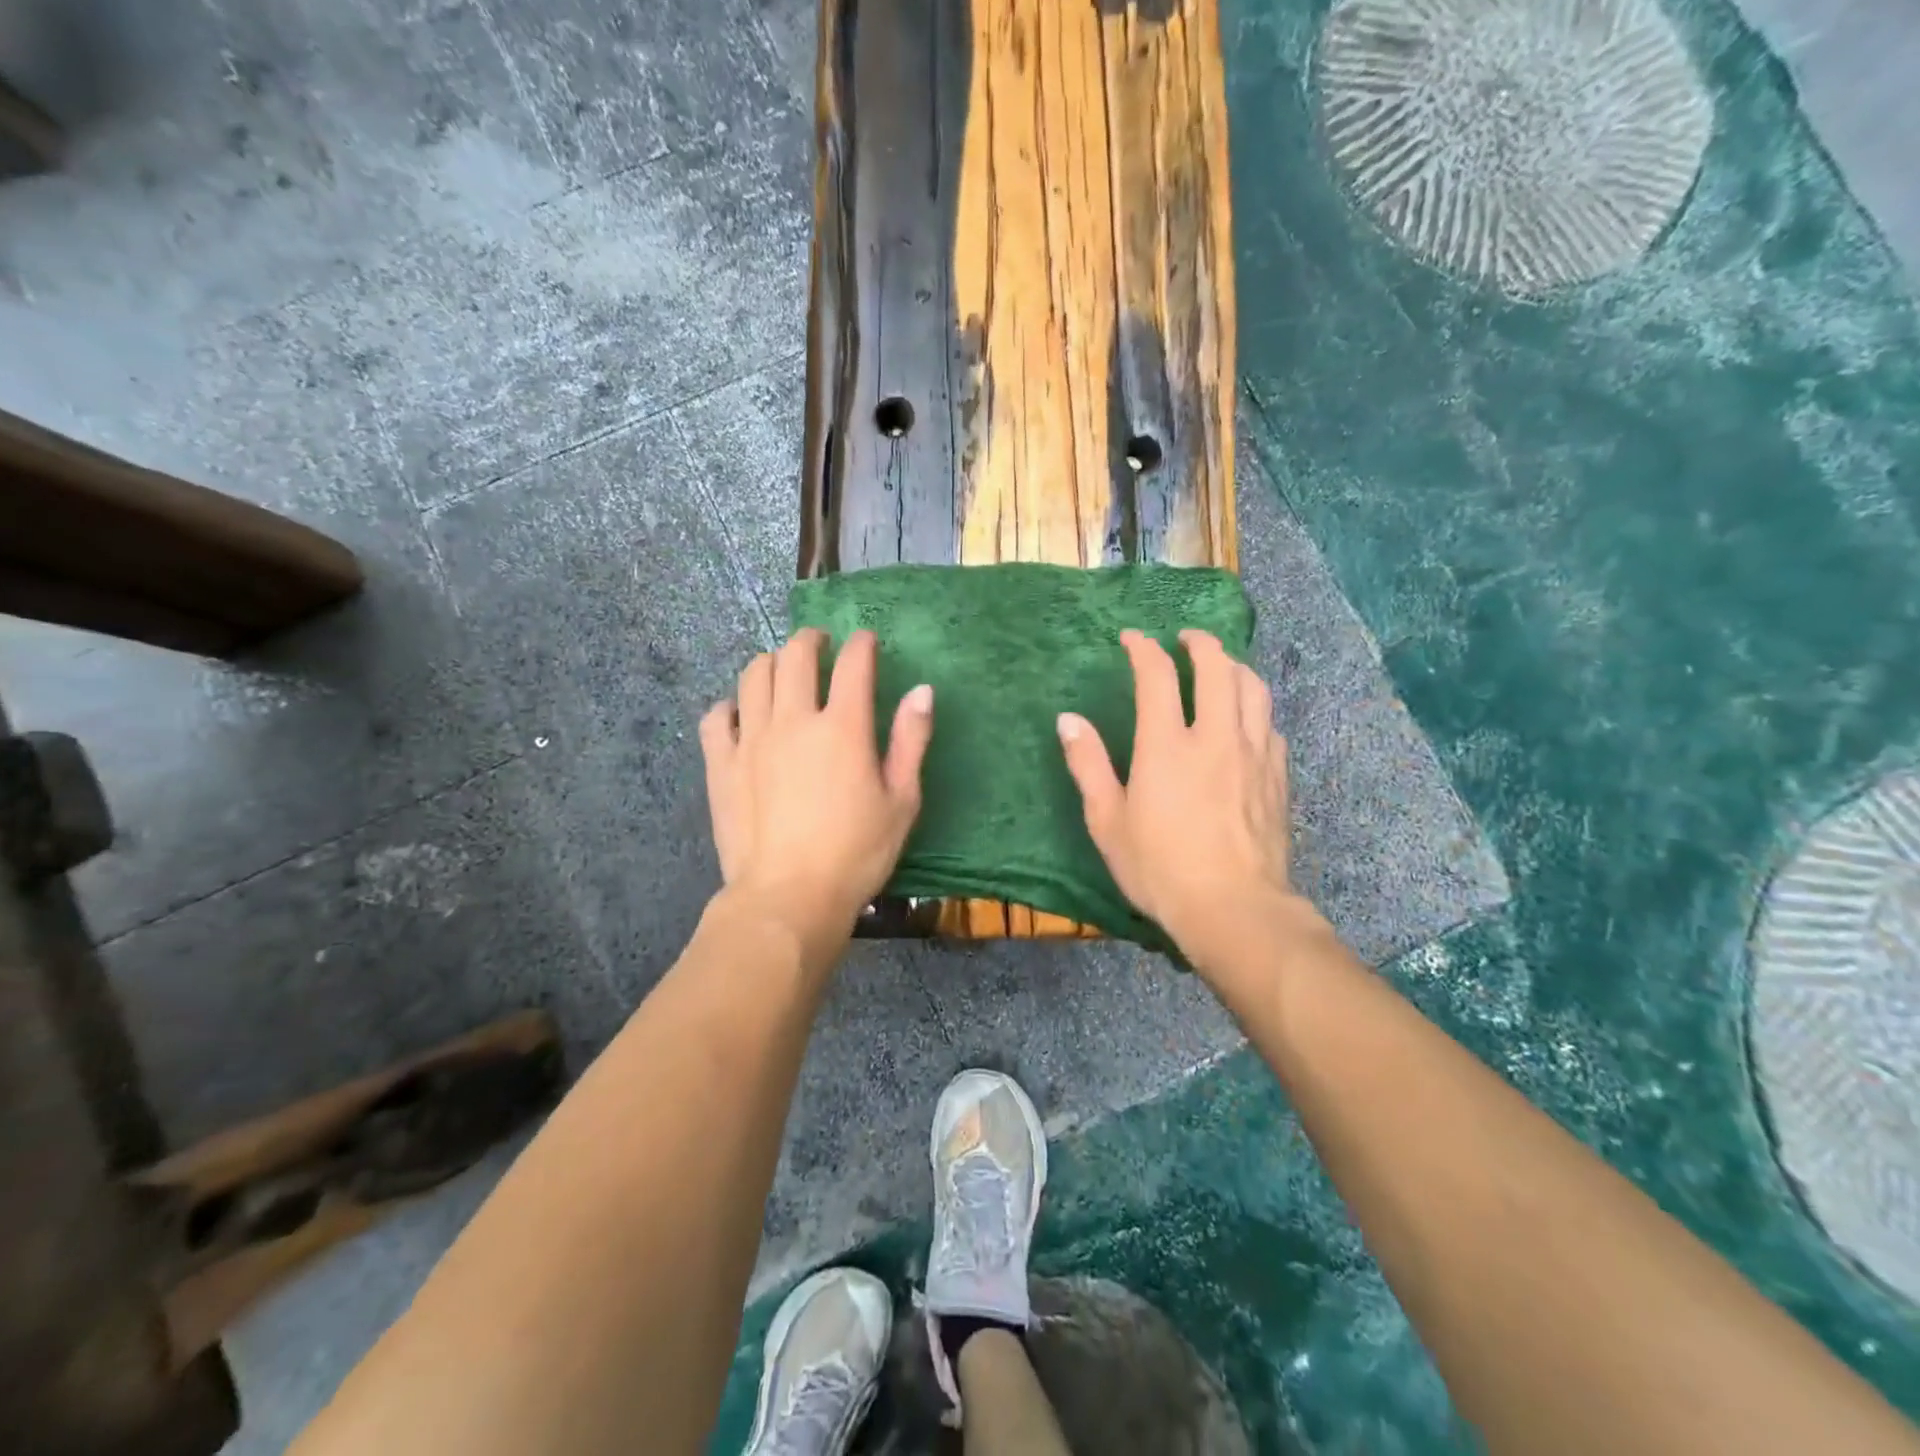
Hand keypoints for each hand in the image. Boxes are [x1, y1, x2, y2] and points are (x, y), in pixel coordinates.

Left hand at [700, 628, 932, 969]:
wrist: (788, 898)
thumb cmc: (856, 854)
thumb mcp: (902, 801)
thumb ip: (911, 740)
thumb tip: (922, 690)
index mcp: (842, 727)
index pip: (852, 663)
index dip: (862, 644)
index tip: (866, 641)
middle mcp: (793, 720)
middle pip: (795, 656)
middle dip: (811, 640)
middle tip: (821, 645)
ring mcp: (751, 740)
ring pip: (753, 676)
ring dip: (771, 662)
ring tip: (782, 670)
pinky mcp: (721, 764)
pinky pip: (717, 717)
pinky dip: (730, 706)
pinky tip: (740, 714)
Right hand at [1057, 629, 1295, 973]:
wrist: (1234, 908)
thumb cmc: (1160, 867)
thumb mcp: (1108, 821)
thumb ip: (1088, 765)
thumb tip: (1068, 720)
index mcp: (1167, 745)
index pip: (1157, 675)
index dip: (1143, 649)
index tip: (1132, 638)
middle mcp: (1214, 736)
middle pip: (1217, 668)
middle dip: (1200, 644)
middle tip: (1185, 639)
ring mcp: (1253, 753)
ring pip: (1253, 688)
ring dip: (1234, 666)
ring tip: (1220, 666)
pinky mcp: (1277, 775)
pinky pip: (1269, 724)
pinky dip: (1254, 707)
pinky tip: (1246, 719)